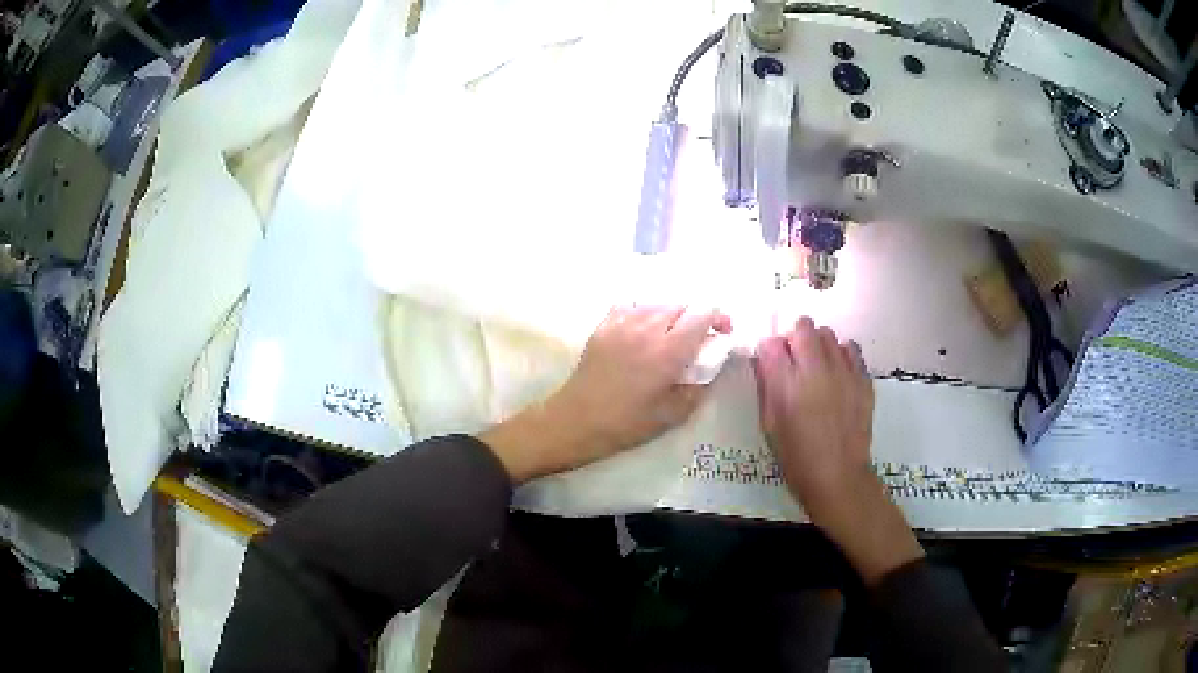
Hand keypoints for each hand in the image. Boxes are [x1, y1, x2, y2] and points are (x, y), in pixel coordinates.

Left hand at [482, 305, 730, 482]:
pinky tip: (645, 328)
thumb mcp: (673, 414)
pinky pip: (632, 305)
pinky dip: (645, 311)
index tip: (723, 332)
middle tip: (700, 335)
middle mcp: (647, 328)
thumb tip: (713, 364)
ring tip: (673, 333)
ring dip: (673, 313)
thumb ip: (699, 386)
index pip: (702, 313)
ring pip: (657, 302)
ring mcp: (622, 323)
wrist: (576, 421)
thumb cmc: (627, 424)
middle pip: (682, 303)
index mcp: (668, 351)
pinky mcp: (604, 325)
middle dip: (697, 314)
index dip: (718, 317)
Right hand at [754, 318, 922, 583]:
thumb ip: (767, 386)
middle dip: (795, 338)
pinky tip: (838, 374)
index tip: (771, 362)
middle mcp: (815, 369)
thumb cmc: (796, 457)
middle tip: (795, 360)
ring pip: (829, 334)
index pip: (771, 343)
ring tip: (818, 366)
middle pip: (803, 326)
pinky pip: (851, 349)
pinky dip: (842, 354)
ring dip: (819, 344)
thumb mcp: (770, 424)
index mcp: (786, 383)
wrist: (838, 476)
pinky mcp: (863, 378)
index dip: (769, 350)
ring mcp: (844, 371)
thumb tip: (765, 361)